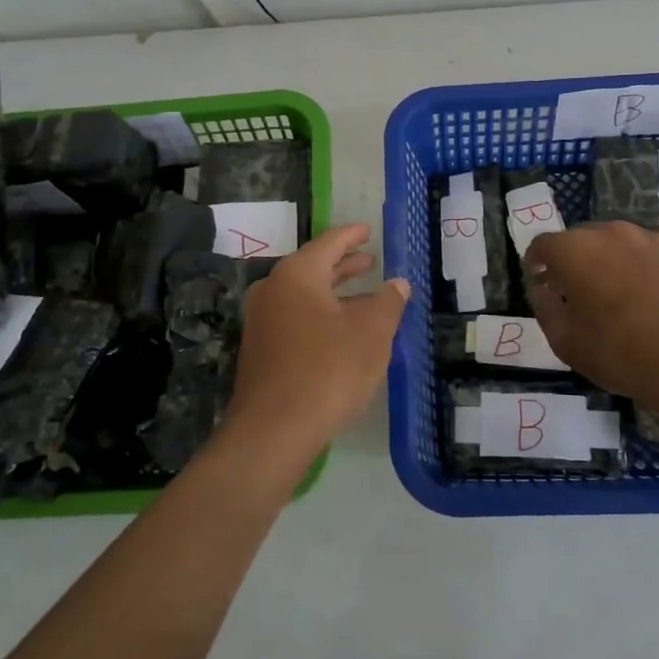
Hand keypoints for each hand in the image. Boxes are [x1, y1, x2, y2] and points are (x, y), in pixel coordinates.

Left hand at [223, 224, 409, 470]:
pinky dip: (321, 315)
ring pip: (304, 296)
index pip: (329, 243)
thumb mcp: (371, 333)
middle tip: (371, 261)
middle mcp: (273, 289)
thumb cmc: (328, 370)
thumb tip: (398, 283)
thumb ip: (388, 302)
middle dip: (345, 265)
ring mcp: (262, 321)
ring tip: (365, 297)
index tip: (368, 229)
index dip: (352, 235)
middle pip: (314, 268)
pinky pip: (295, 318)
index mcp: (297, 275)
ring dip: (335, 294)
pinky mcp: (261, 349)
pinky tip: (342, 331)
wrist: (274, 429)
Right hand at [524, 222, 658, 403]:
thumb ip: (545, 309)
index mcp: (573, 251)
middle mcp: (609, 233)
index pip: (542, 245)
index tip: (543, 283)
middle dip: (576, 261)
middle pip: (581, 238)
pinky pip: (657, 244)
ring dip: (613, 258)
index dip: (537, 264)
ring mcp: (649, 236)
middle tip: (582, 293)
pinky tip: (657, 282)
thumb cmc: (620, 354)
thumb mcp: (565, 342)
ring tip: (624, 290)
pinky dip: (650, 258)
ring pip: (619, 240)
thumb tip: (543, 290)